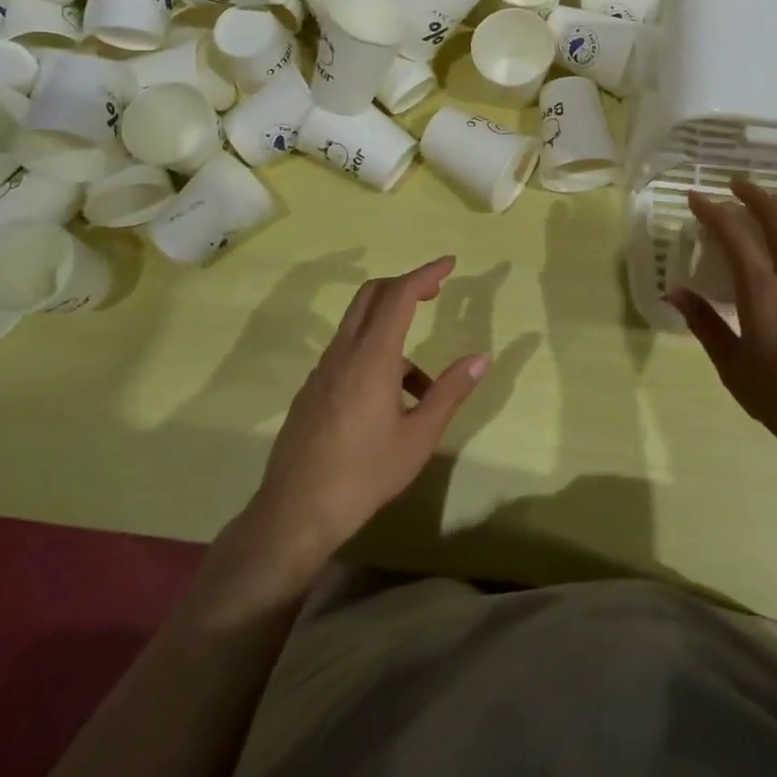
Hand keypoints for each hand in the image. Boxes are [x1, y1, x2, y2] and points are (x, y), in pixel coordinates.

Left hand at [239, 257, 487, 576]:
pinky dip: (373, 356)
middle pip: (372, 295)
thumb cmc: (364, 474)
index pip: (400, 295)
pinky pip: (347, 354)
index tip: (450, 263)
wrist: (294, 513)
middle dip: (405, 285)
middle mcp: (343, 352)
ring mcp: (322, 371)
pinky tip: (389, 403)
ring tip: (422, 384)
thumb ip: (450, 392)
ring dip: (391, 331)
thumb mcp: (419, 437)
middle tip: (435, 291)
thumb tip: (482, 358)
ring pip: (359, 327)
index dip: (426, 273)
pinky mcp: (311, 391)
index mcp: (372, 356)